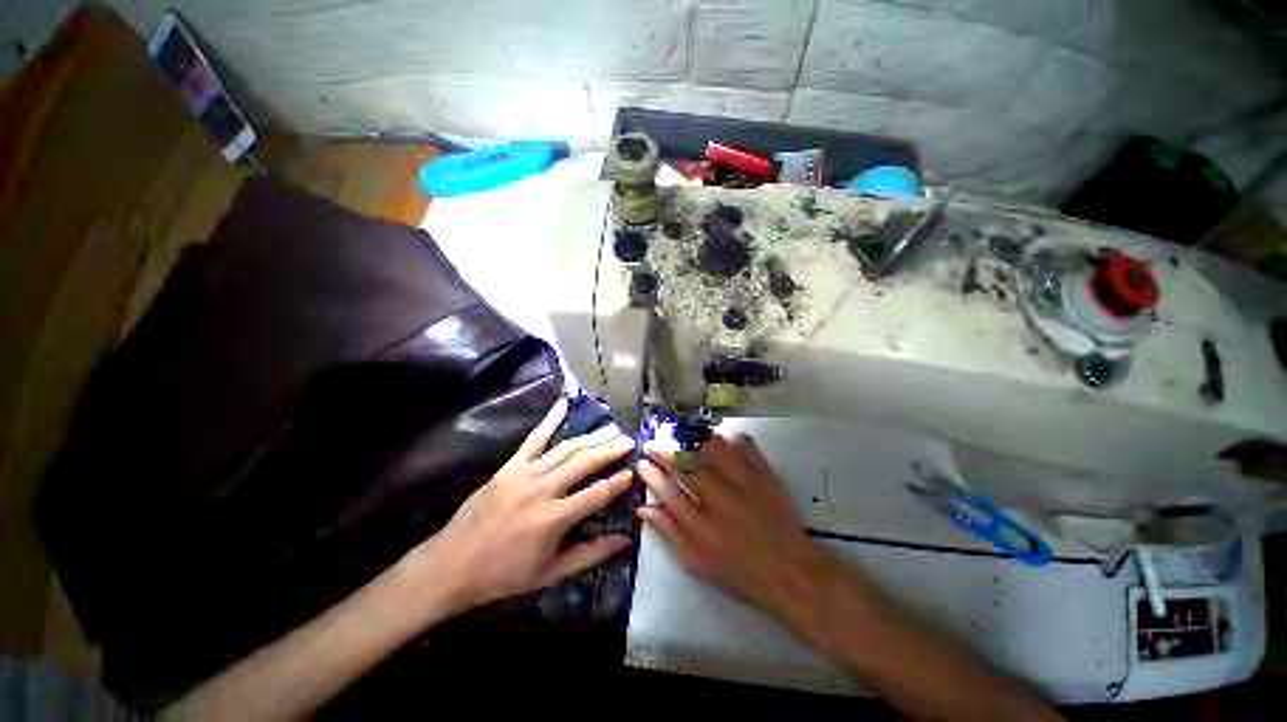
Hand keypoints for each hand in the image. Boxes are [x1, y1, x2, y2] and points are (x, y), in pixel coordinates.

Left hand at [419, 398, 635, 609]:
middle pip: (585, 462)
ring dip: (592, 436)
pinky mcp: (509, 466)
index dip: (619, 481)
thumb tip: (625, 540)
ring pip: (566, 448)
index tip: (634, 470)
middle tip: (629, 440)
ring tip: (612, 428)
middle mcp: (543, 490)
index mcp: (554, 518)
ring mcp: (524, 474)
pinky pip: (533, 438)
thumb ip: (591, 554)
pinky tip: (563, 403)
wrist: (452, 565)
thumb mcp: (552, 573)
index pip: (598, 493)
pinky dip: (549, 419)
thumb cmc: (505, 574)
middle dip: (611, 449)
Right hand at [635, 433, 846, 629]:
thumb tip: (642, 509)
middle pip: (687, 467)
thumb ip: (669, 533)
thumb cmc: (741, 574)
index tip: (642, 463)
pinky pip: (744, 444)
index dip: (652, 475)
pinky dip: (729, 439)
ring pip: (714, 449)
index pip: (669, 493)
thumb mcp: (698, 563)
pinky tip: (721, 445)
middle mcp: (722, 502)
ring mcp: (746, 485)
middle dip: (664, 452)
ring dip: (696, 445)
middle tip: (653, 445)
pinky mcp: (765, 475)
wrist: (793, 573)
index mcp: (703, 530)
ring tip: (689, 448)